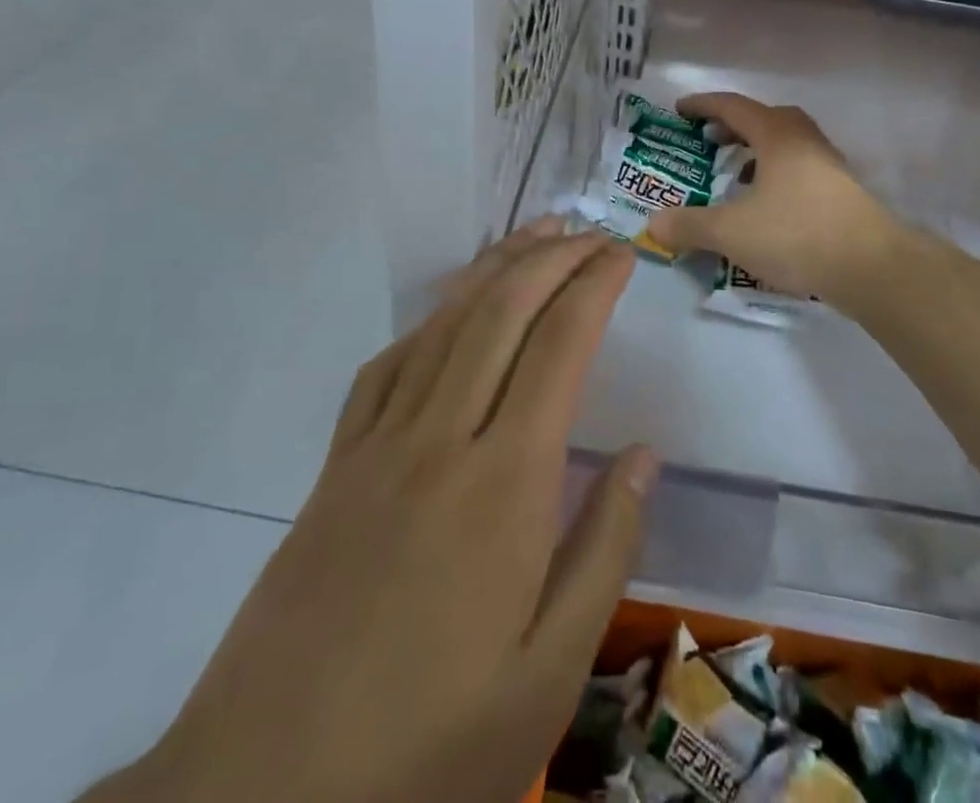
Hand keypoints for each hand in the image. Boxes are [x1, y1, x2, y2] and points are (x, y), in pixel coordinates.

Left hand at [86, 221, 654, 802]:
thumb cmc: (427, 749)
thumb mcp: (546, 677)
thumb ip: (604, 550)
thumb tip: (644, 455)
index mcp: (505, 484)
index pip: (559, 348)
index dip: (594, 287)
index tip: (624, 255)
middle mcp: (441, 439)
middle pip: (501, 313)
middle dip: (552, 258)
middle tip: (591, 231)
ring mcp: (379, 446)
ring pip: (446, 324)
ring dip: (495, 269)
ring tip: (535, 236)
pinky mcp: (336, 467)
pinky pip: (388, 366)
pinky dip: (430, 319)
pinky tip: (449, 311)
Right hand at [645, 92, 905, 303]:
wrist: (872, 267)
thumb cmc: (796, 234)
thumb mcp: (731, 232)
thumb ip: (689, 225)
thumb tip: (653, 224)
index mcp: (777, 135)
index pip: (734, 106)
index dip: (704, 105)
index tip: (680, 110)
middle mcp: (805, 141)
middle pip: (765, 119)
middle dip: (734, 126)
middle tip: (709, 140)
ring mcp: (829, 166)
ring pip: (786, 145)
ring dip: (758, 152)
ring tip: (735, 174)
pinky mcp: (842, 193)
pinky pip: (800, 169)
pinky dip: (776, 175)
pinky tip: (766, 206)